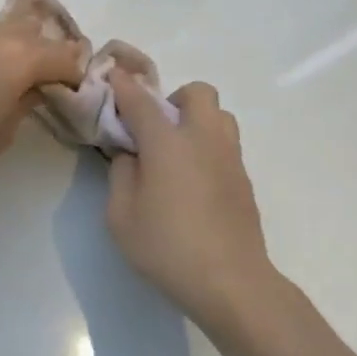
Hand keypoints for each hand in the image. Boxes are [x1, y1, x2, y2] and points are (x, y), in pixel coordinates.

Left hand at [0, 18, 86, 176]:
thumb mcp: (1, 135)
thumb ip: (24, 106)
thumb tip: (31, 90)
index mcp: (23, 58)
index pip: (67, 56)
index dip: (74, 74)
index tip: (69, 91)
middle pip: (35, 32)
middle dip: (43, 53)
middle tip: (35, 80)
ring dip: (7, 48)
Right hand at [105, 70, 275, 331]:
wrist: (230, 281)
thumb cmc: (167, 247)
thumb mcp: (121, 215)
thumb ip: (121, 174)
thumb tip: (131, 154)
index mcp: (168, 143)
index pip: (140, 100)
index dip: (123, 84)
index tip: (112, 73)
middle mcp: (203, 139)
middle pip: (196, 92)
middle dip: (172, 99)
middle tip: (154, 130)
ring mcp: (230, 158)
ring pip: (219, 115)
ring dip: (195, 120)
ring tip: (176, 153)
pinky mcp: (244, 179)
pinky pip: (225, 144)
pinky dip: (207, 146)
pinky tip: (192, 180)